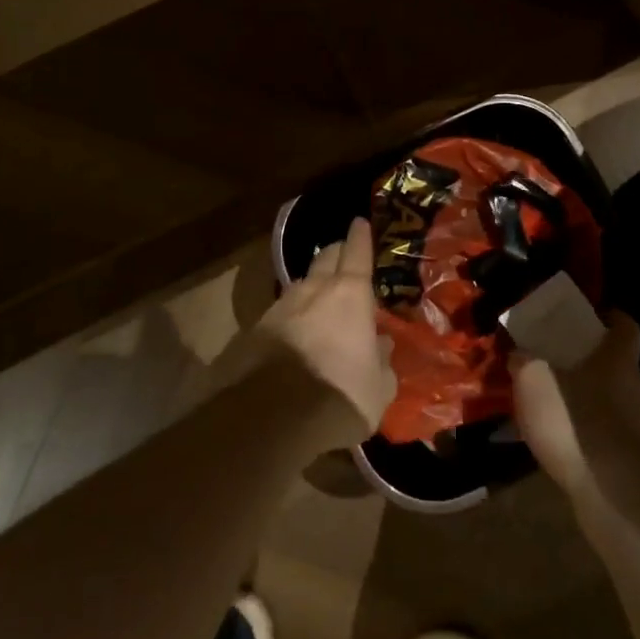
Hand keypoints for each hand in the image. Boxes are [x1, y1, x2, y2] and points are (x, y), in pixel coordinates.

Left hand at [258, 217, 396, 444]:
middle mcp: (314, 290)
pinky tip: (296, 328)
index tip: (360, 222)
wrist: (275, 417)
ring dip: (313, 284)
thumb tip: (381, 345)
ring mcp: (282, 306)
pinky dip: (293, 313)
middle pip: (326, 257)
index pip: (357, 253)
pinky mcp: (257, 328)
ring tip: (321, 296)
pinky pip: (282, 310)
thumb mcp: (378, 387)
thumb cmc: (341, 395)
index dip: (360, 236)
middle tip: (345, 256)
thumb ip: (382, 361)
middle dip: (337, 253)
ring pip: (302, 283)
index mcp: (350, 295)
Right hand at [512, 312, 639, 501]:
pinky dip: (586, 428)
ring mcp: (638, 425)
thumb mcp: (533, 379)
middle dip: (588, 359)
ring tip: (552, 401)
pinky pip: (605, 430)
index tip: (591, 315)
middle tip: (555, 358)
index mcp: (618, 359)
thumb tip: (520, 354)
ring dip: (585, 396)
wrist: (610, 493)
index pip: (626, 326)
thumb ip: (524, 360)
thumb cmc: (574, 420)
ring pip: (611, 398)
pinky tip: (561, 438)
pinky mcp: (632, 458)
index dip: (610, 317)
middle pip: (616, 362)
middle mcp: (635, 387)